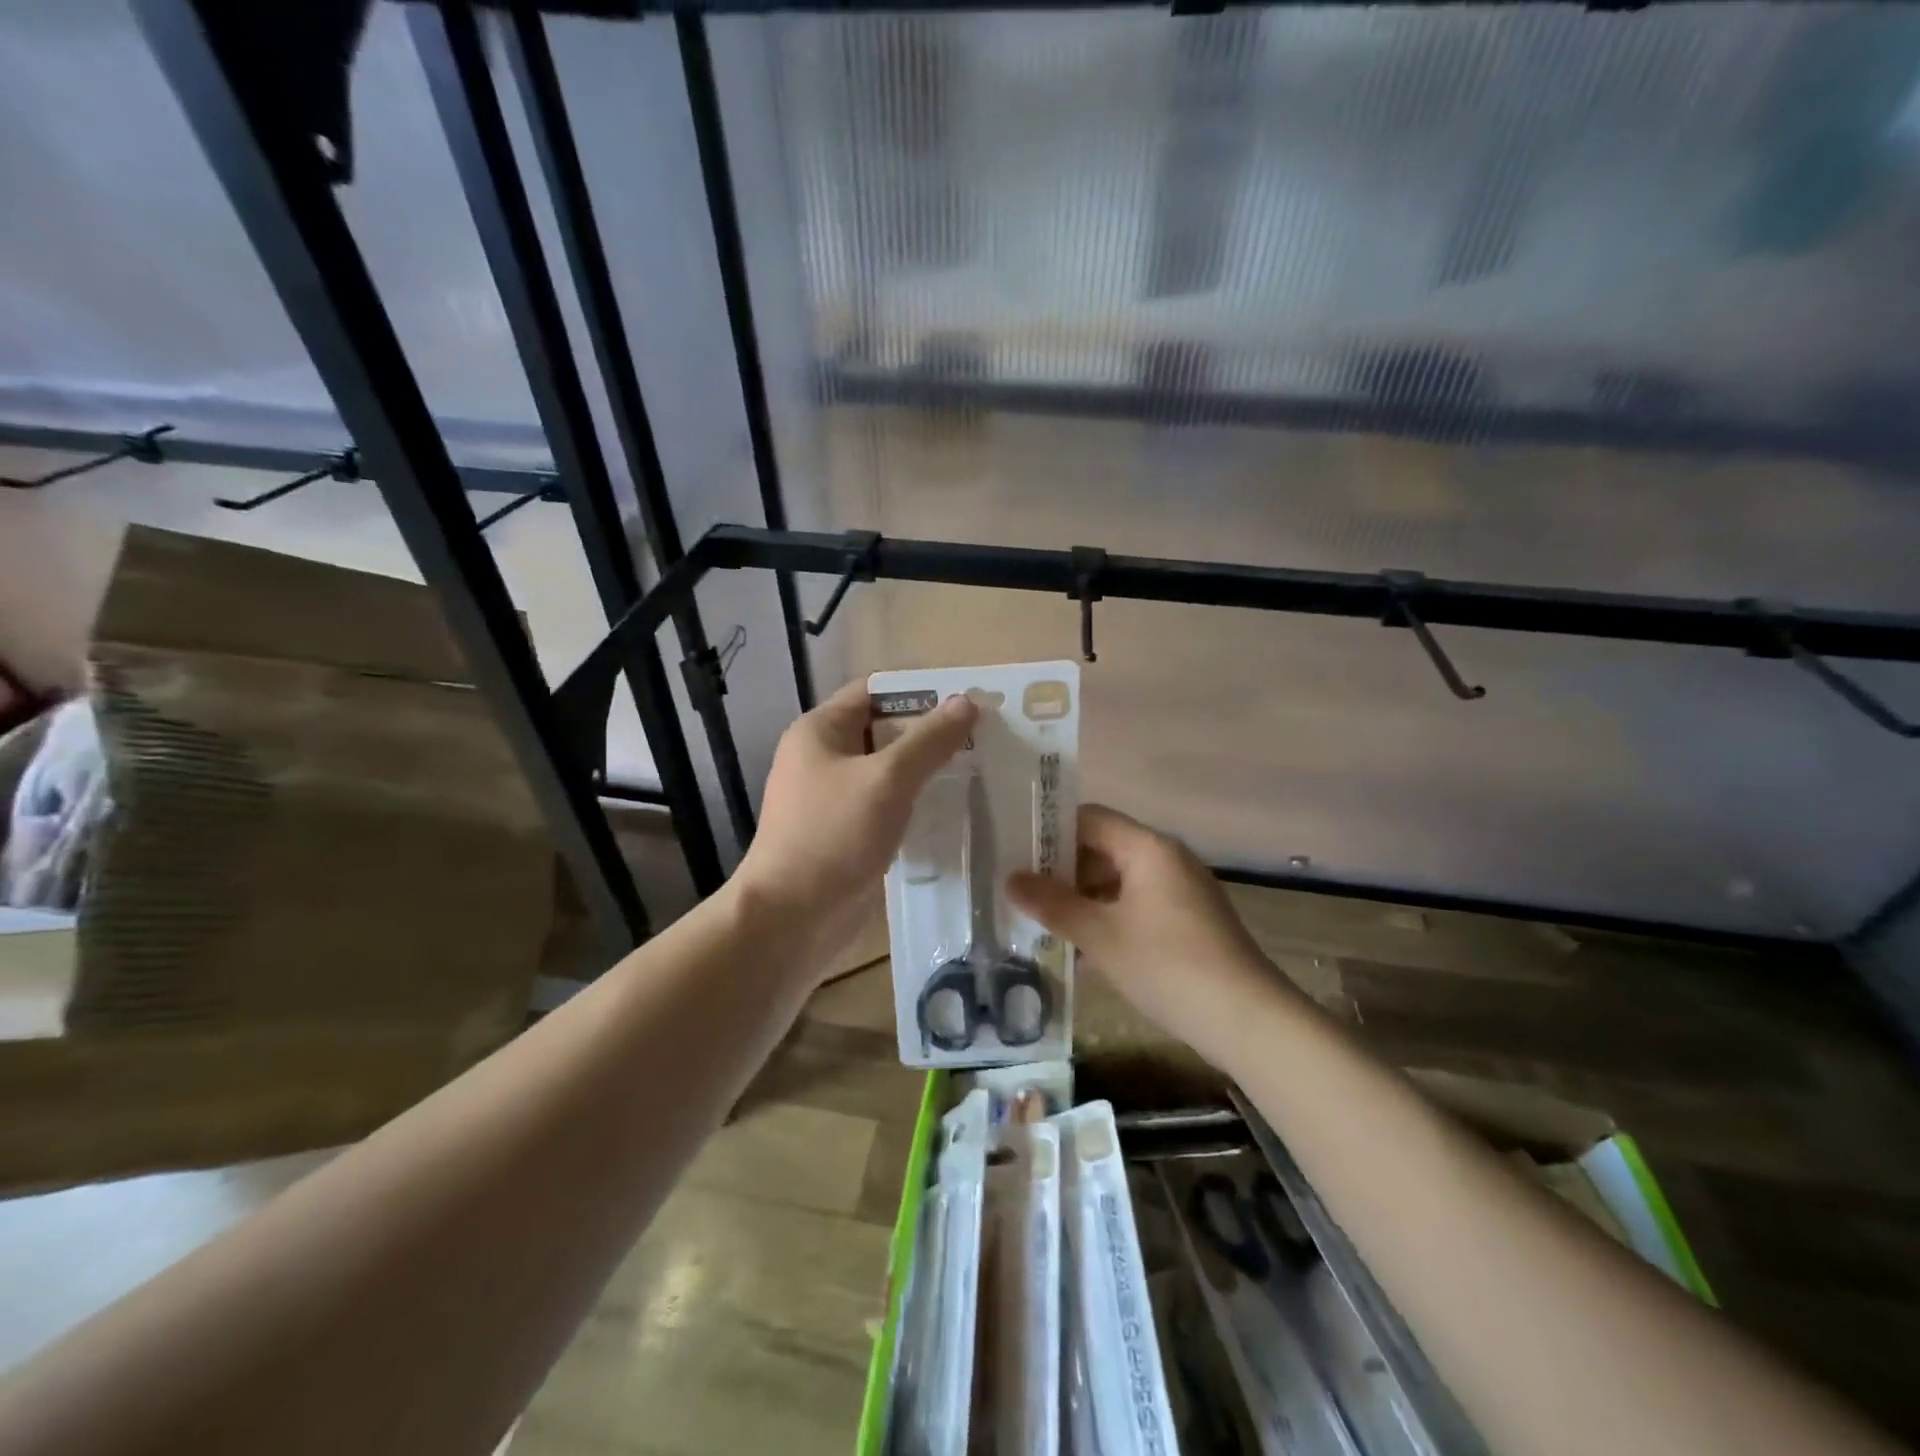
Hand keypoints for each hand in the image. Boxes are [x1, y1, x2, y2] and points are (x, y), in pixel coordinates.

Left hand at [734, 681, 976, 974]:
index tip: (967, 700)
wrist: (791, 919)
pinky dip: (917, 803)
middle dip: (932, 732)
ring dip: (928, 770)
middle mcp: (824, 757)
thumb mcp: (886, 779)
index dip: (921, 691)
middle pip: (884, 730)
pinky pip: (888, 806)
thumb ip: (928, 740)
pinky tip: (955, 809)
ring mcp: (835, 798)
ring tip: (981, 769)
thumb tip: (966, 702)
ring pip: (889, 771)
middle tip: (985, 737)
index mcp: (820, 731)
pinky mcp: (848, 833)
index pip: (875, 691)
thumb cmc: (833, 835)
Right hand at [1007, 804, 1288, 1060]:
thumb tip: (1010, 879)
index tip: (1015, 851)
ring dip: (1083, 897)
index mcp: (1148, 848)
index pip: (1089, 818)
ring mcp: (1182, 890)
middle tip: (1022, 891)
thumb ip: (1053, 904)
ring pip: (1119, 880)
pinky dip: (1108, 916)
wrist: (1248, 1020)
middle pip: (1103, 848)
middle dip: (1062, 869)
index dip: (1050, 831)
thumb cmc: (1168, 966)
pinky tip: (1082, 948)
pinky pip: (1137, 903)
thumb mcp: (1101, 936)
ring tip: (1043, 921)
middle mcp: (1167, 858)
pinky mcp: (1189, 920)